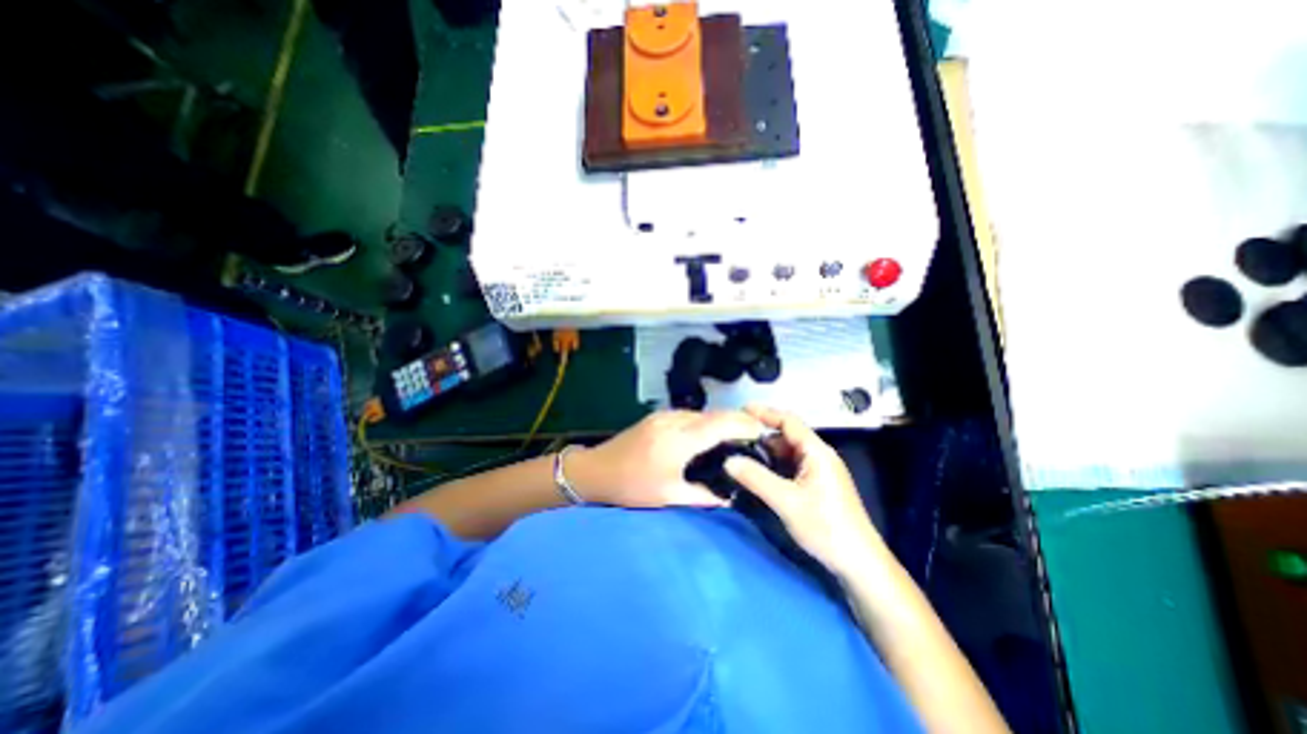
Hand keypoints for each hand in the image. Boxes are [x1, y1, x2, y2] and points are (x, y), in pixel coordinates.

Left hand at [569, 410, 767, 506]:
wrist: (595, 470)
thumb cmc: (632, 487)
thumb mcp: (668, 496)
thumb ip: (703, 496)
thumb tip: (730, 498)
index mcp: (678, 440)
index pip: (720, 425)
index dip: (744, 425)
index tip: (763, 432)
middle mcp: (673, 420)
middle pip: (714, 414)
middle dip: (738, 420)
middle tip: (757, 433)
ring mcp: (664, 415)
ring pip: (702, 413)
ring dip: (722, 419)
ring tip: (739, 434)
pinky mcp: (658, 416)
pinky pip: (689, 415)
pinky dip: (706, 421)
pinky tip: (711, 434)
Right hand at [726, 406, 888, 575]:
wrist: (859, 564)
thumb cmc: (826, 527)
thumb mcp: (786, 501)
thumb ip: (756, 478)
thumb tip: (728, 460)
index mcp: (817, 451)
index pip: (788, 421)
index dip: (765, 413)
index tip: (740, 410)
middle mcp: (819, 455)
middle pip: (787, 435)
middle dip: (761, 434)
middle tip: (734, 436)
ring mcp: (819, 471)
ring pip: (787, 452)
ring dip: (765, 451)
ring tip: (739, 452)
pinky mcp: (817, 485)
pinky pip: (791, 466)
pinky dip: (773, 465)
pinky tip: (757, 472)